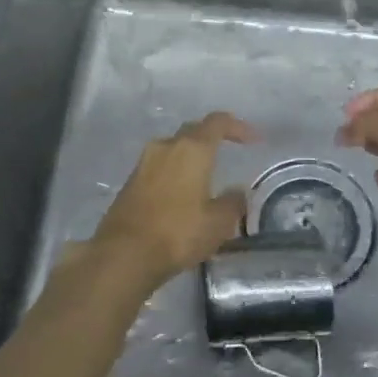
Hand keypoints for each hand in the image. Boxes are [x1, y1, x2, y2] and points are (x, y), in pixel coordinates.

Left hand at [86, 112, 255, 288]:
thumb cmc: (178, 232)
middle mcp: (166, 146)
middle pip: (193, 131)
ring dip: (190, 156)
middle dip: (211, 138)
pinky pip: (159, 167)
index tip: (252, 140)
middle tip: (227, 151)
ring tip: (204, 175)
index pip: (218, 122)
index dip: (238, 127)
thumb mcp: (218, 223)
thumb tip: (237, 192)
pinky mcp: (130, 181)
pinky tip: (181, 193)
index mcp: (192, 149)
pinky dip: (174, 172)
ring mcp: (144, 162)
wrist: (124, 254)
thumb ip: (233, 202)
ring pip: (173, 149)